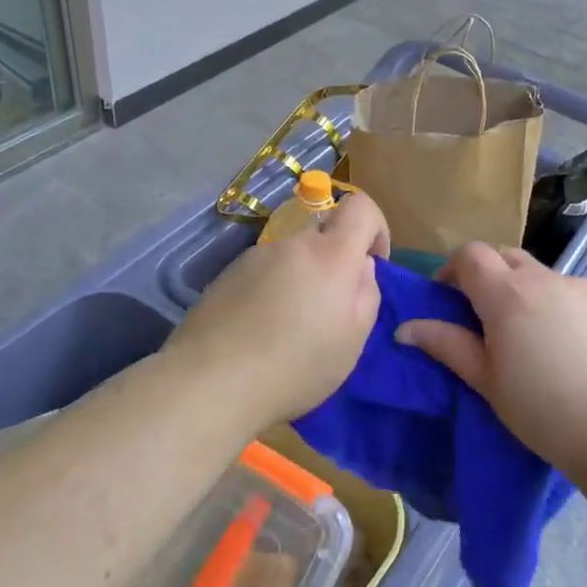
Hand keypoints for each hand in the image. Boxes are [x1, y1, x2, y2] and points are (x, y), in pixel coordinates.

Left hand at [166, 192, 390, 427]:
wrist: (211, 381)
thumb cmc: (295, 366)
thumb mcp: (352, 340)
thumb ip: (367, 294)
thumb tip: (361, 267)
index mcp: (330, 254)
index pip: (360, 206)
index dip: (375, 226)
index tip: (373, 263)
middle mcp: (292, 243)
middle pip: (323, 234)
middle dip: (335, 262)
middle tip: (329, 309)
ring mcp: (254, 256)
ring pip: (292, 256)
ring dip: (301, 279)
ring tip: (289, 327)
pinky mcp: (227, 274)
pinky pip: (264, 272)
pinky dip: (271, 290)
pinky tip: (260, 330)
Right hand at [396, 244, 586, 482]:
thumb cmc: (545, 412)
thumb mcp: (487, 382)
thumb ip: (447, 346)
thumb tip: (406, 328)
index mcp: (507, 294)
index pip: (470, 254)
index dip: (451, 270)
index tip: (447, 300)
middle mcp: (544, 279)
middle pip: (504, 256)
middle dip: (486, 275)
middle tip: (482, 317)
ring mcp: (582, 289)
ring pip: (540, 275)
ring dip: (522, 291)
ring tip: (527, 339)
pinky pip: (570, 294)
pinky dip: (554, 306)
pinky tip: (565, 350)